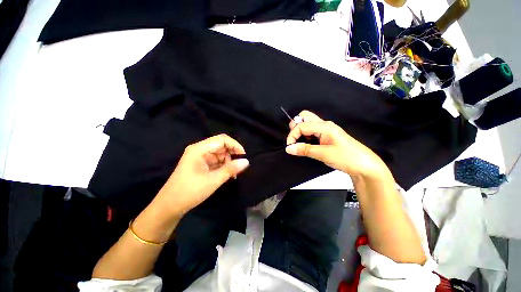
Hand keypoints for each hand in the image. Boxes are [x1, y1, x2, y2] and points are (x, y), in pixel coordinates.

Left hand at [156, 134, 248, 215]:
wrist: (170, 206)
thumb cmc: (190, 191)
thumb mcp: (213, 180)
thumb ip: (231, 169)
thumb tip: (246, 161)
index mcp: (199, 149)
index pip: (222, 139)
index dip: (235, 145)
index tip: (244, 156)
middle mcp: (200, 150)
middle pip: (221, 146)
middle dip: (232, 154)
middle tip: (240, 166)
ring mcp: (200, 157)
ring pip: (220, 154)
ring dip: (229, 162)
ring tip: (234, 173)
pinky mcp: (201, 165)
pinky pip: (216, 161)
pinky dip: (224, 166)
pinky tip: (229, 175)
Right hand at [285, 110, 389, 178]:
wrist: (364, 165)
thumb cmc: (347, 158)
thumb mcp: (323, 154)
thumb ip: (305, 149)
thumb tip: (289, 148)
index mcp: (325, 126)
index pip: (301, 125)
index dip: (292, 135)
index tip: (289, 146)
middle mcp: (324, 125)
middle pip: (304, 117)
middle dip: (295, 127)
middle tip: (295, 140)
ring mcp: (326, 129)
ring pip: (307, 123)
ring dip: (300, 132)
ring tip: (302, 144)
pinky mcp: (326, 135)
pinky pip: (312, 131)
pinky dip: (305, 136)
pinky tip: (308, 145)